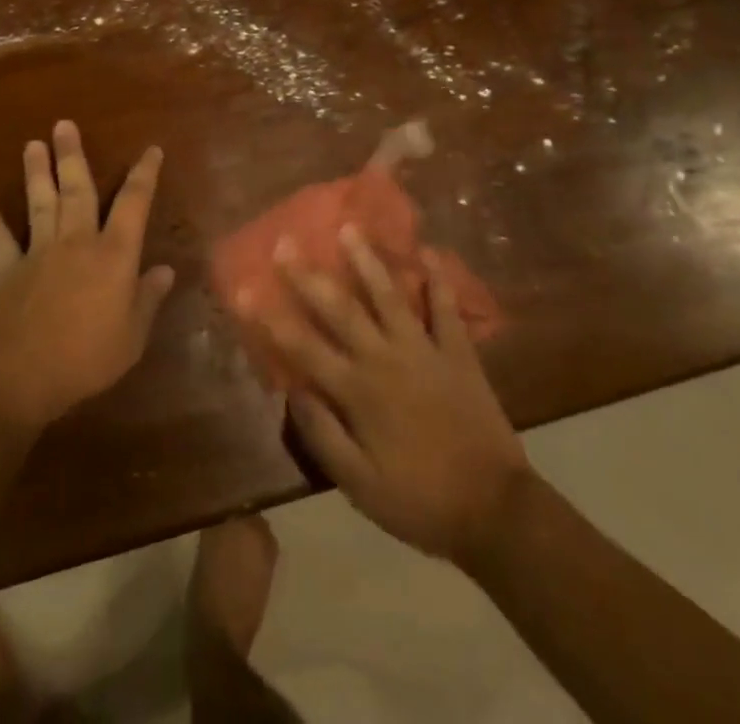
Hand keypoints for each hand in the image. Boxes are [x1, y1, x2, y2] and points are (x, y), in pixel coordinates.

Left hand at [0, 121, 174, 432]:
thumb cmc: (85, 360)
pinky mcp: (5, 270)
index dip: (145, 175)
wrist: (17, 378)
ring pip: (39, 202)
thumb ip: (148, 299)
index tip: (151, 150)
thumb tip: (166, 270)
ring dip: (36, 172)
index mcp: (113, 255)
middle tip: (64, 124)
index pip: (134, 204)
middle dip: (73, 155)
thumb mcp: (132, 337)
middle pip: (77, 189)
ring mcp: (37, 252)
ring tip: (32, 143)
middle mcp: (76, 242)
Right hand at [244, 229, 529, 568]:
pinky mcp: (458, 352)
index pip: (303, 347)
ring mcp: (424, 350)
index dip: (270, 318)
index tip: (245, 289)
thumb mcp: (359, 486)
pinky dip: (438, 280)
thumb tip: (291, 390)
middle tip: (286, 242)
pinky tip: (428, 252)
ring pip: (389, 296)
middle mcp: (385, 359)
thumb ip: (323, 435)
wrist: (494, 511)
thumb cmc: (419, 501)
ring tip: (350, 228)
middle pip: (340, 309)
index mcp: (357, 392)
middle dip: (308, 275)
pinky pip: (445, 309)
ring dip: (367, 261)